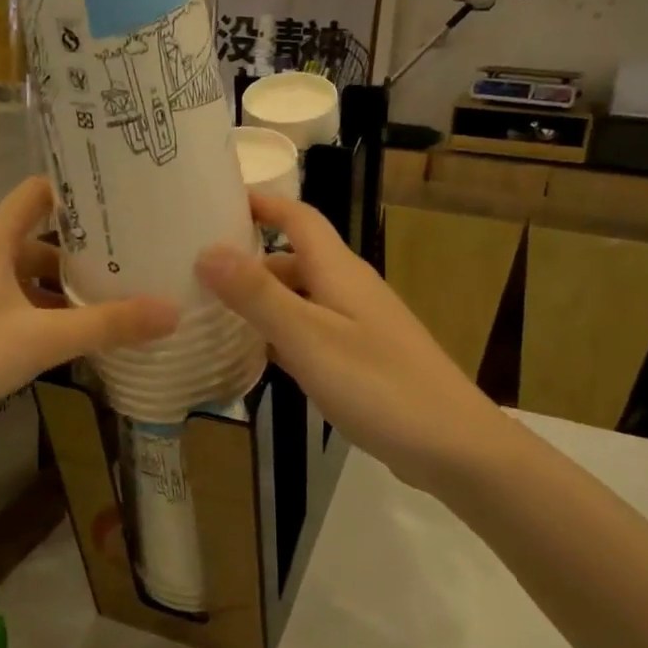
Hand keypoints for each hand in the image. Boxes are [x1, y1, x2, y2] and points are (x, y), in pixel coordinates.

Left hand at [0, 177, 178, 437]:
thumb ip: (107, 326)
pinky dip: (27, 305)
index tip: (116, 206)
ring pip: (13, 270)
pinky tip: (52, 335)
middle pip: (30, 237)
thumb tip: (173, 312)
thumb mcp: (43, 341)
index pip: (36, 193)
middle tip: (119, 264)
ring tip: (96, 304)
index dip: (75, 195)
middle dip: (74, 253)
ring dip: (51, 286)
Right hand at [196, 195, 505, 492]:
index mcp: (339, 271)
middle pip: (293, 260)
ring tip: (210, 315)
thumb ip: (258, 295)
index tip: (216, 201)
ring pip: (300, 299)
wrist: (454, 446)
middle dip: (248, 261)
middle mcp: (348, 289)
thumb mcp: (309, 338)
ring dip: (260, 302)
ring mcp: (357, 326)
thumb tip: (207, 250)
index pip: (298, 217)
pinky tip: (253, 359)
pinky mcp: (361, 359)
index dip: (262, 203)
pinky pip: (310, 334)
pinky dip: (280, 337)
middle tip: (194, 273)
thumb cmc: (379, 385)